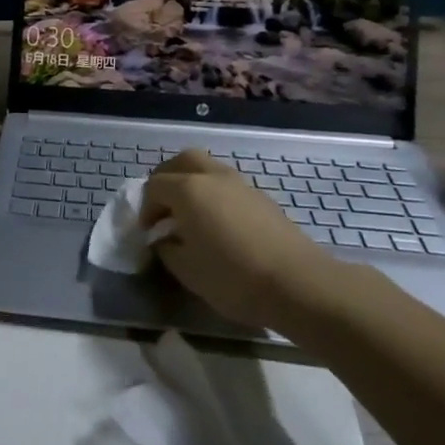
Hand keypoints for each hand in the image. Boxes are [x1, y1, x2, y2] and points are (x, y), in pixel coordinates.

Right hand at [139, 151, 345, 331]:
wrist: (298, 284)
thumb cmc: (232, 277)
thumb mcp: (186, 269)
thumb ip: (166, 248)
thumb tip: (164, 238)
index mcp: (188, 190)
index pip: (154, 186)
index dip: (146, 208)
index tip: (149, 233)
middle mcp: (213, 177)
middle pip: (183, 161)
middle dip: (167, 179)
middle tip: (164, 207)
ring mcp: (241, 185)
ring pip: (209, 169)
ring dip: (193, 184)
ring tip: (191, 215)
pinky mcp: (262, 198)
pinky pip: (228, 185)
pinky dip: (215, 195)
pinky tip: (219, 224)